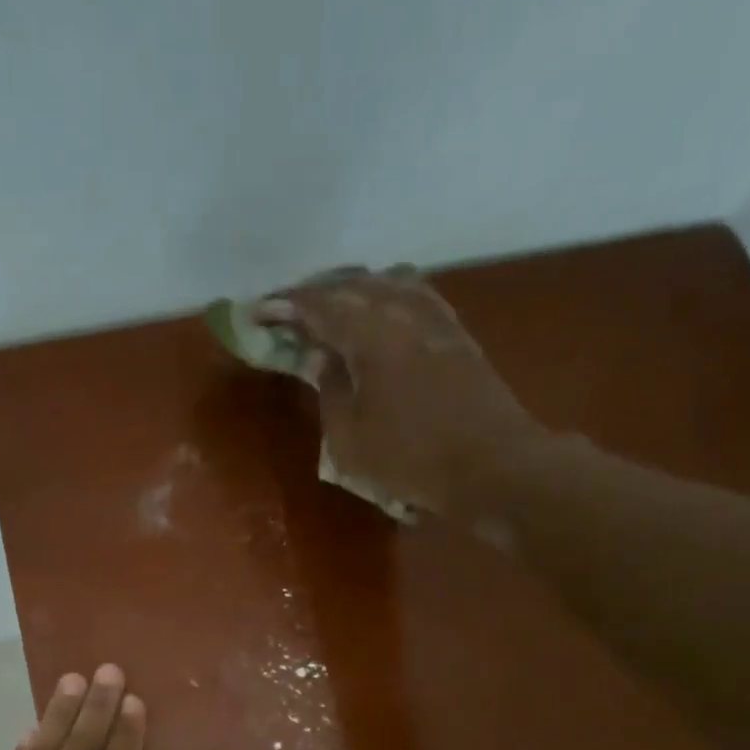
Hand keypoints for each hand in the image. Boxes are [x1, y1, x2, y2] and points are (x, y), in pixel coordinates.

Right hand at [263, 265, 557, 517]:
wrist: (490, 466)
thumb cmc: (408, 460)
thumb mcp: (348, 439)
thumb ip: (330, 389)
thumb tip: (320, 358)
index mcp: (371, 336)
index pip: (320, 307)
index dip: (285, 307)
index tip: (258, 312)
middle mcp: (405, 313)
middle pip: (355, 285)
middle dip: (317, 293)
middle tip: (289, 309)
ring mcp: (437, 320)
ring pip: (389, 283)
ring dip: (354, 289)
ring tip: (332, 305)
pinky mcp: (457, 336)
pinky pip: (415, 297)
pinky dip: (387, 296)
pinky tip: (381, 311)